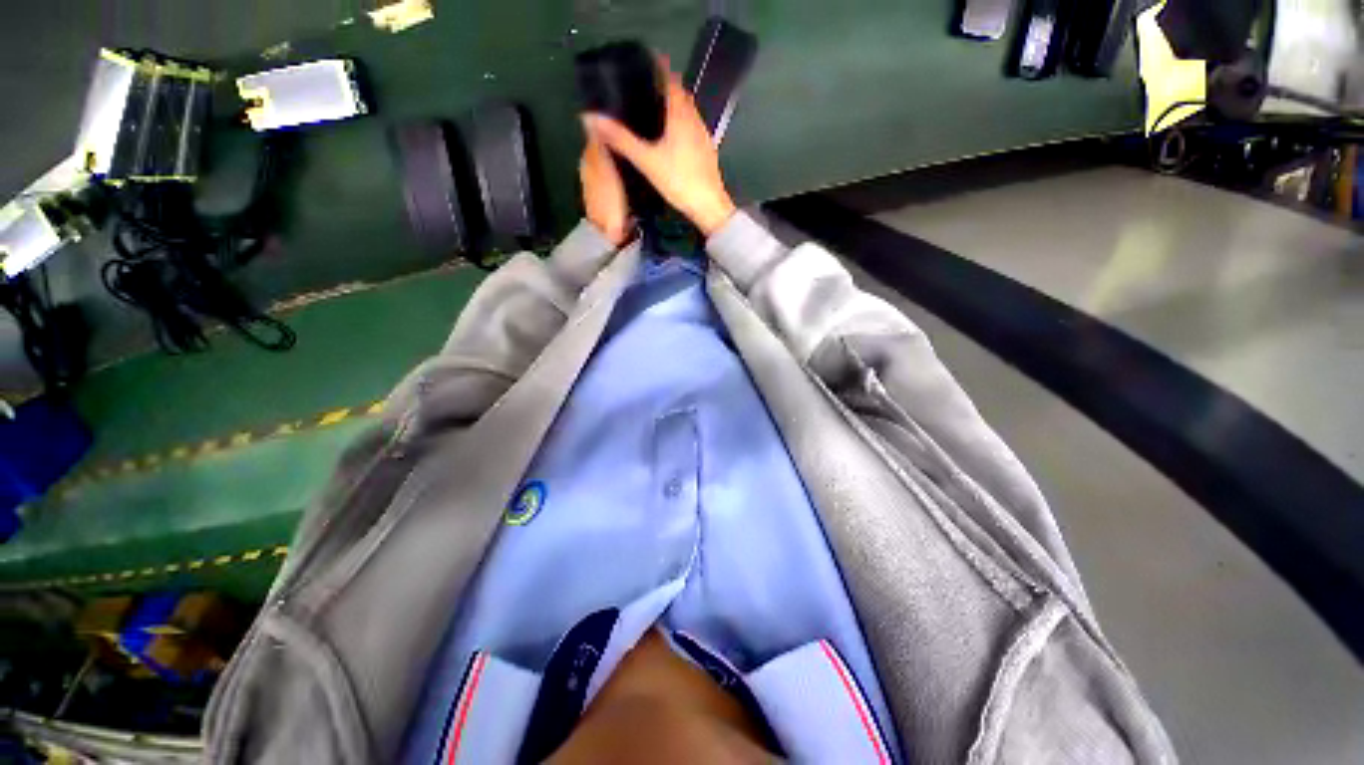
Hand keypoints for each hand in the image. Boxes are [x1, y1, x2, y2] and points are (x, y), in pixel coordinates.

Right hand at [582, 58, 736, 236]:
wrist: (709, 207)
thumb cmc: (679, 180)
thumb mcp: (647, 161)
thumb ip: (621, 139)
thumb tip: (591, 117)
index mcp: (681, 114)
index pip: (671, 79)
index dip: (658, 68)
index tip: (642, 64)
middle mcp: (695, 119)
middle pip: (679, 95)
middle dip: (663, 88)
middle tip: (642, 90)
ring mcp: (703, 136)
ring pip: (687, 112)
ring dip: (672, 107)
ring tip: (651, 112)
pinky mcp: (706, 152)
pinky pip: (691, 129)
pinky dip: (679, 125)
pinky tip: (668, 139)